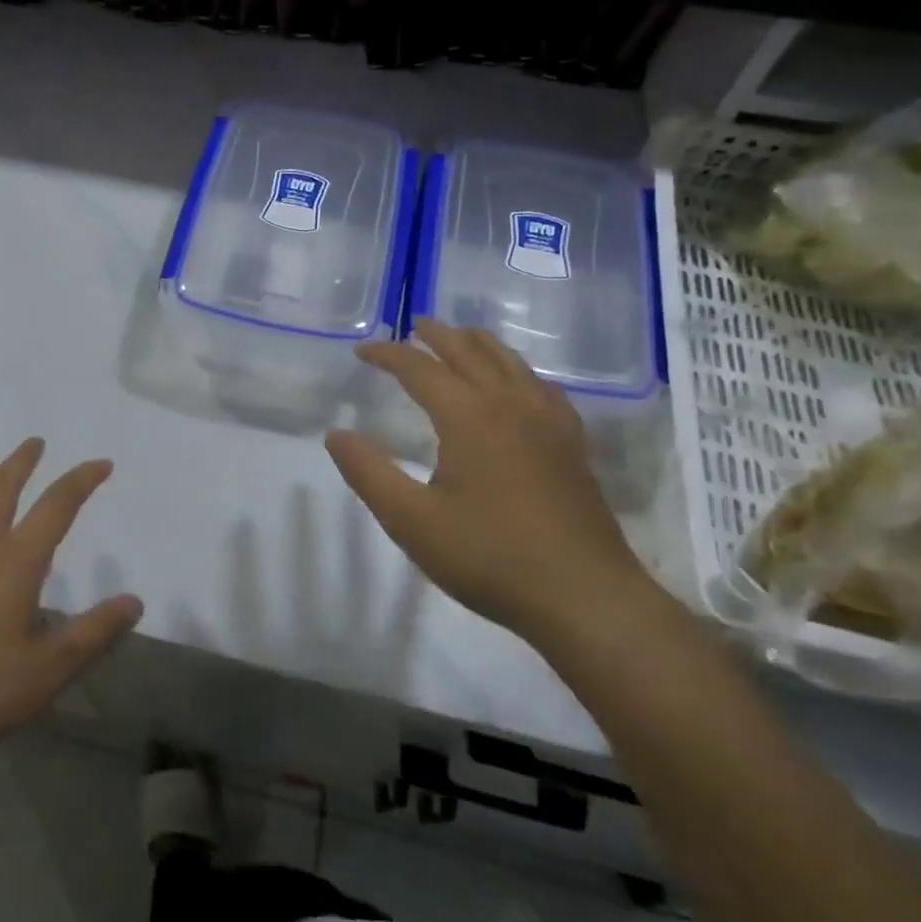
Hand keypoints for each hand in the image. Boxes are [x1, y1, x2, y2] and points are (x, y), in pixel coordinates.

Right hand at [326, 319, 653, 647]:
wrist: (584, 596)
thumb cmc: (490, 557)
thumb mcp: (412, 521)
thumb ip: (369, 473)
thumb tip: (336, 435)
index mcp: (468, 416)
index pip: (419, 368)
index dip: (387, 354)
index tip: (362, 352)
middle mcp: (509, 404)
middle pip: (469, 351)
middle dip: (437, 334)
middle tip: (414, 325)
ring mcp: (547, 421)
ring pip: (510, 362)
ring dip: (478, 343)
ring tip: (459, 338)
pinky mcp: (571, 443)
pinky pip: (541, 386)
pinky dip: (517, 370)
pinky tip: (518, 383)